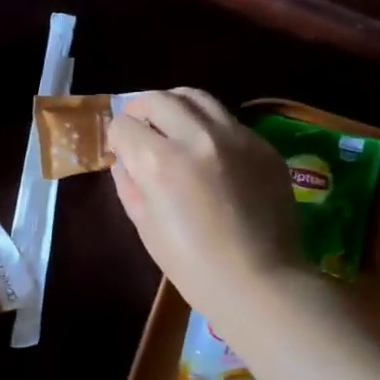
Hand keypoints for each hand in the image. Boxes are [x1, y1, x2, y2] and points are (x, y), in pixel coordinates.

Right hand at [108, 89, 306, 318]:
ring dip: (175, 105)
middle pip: (158, 99)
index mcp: (160, 161)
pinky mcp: (262, 145)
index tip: (120, 149)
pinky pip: (227, 120)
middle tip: (139, 126)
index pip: (124, 125)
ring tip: (172, 123)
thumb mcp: (144, 225)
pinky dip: (208, 126)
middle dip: (140, 109)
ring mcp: (235, 137)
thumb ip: (129, 183)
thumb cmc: (192, 265)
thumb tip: (125, 159)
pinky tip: (209, 151)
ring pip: (196, 97)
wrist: (260, 282)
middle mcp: (197, 137)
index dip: (116, 137)